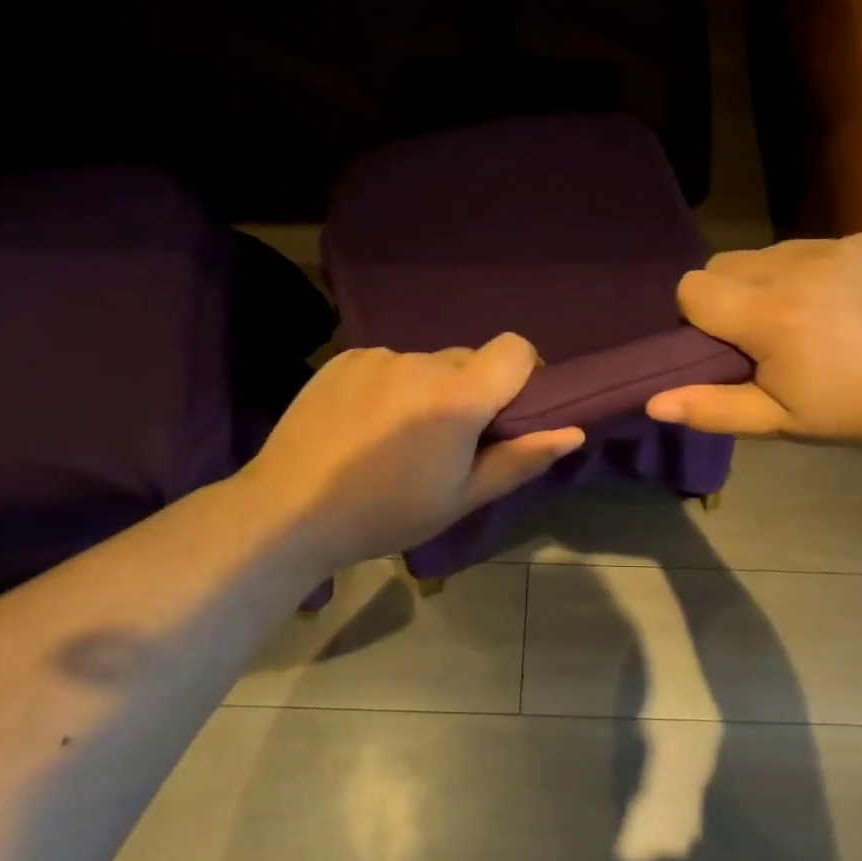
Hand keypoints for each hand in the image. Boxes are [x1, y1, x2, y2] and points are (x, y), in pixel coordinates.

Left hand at [235, 334, 583, 571]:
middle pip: (469, 360)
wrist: (287, 512)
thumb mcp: (461, 498)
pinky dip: (392, 386)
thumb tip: (574, 431)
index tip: (512, 408)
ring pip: (427, 364)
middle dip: (472, 391)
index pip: (515, 348)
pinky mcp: (345, 357)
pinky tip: (365, 425)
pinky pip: (389, 363)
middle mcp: (421, 362)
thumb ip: (521, 459)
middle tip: (448, 441)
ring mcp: (379, 356)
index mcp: (457, 397)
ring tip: (398, 438)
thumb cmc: (385, 513)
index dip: (525, 371)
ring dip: (428, 390)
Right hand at [647, 234, 861, 453]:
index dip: (698, 317)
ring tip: (802, 316)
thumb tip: (651, 401)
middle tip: (762, 333)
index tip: (727, 344)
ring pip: (763, 252)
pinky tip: (836, 301)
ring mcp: (833, 248)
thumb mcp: (776, 420)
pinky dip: (807, 270)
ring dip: (766, 281)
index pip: (692, 288)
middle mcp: (796, 269)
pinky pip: (807, 245)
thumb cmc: (847, 412)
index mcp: (770, 317)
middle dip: (728, 295)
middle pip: (722, 264)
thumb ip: (710, 408)